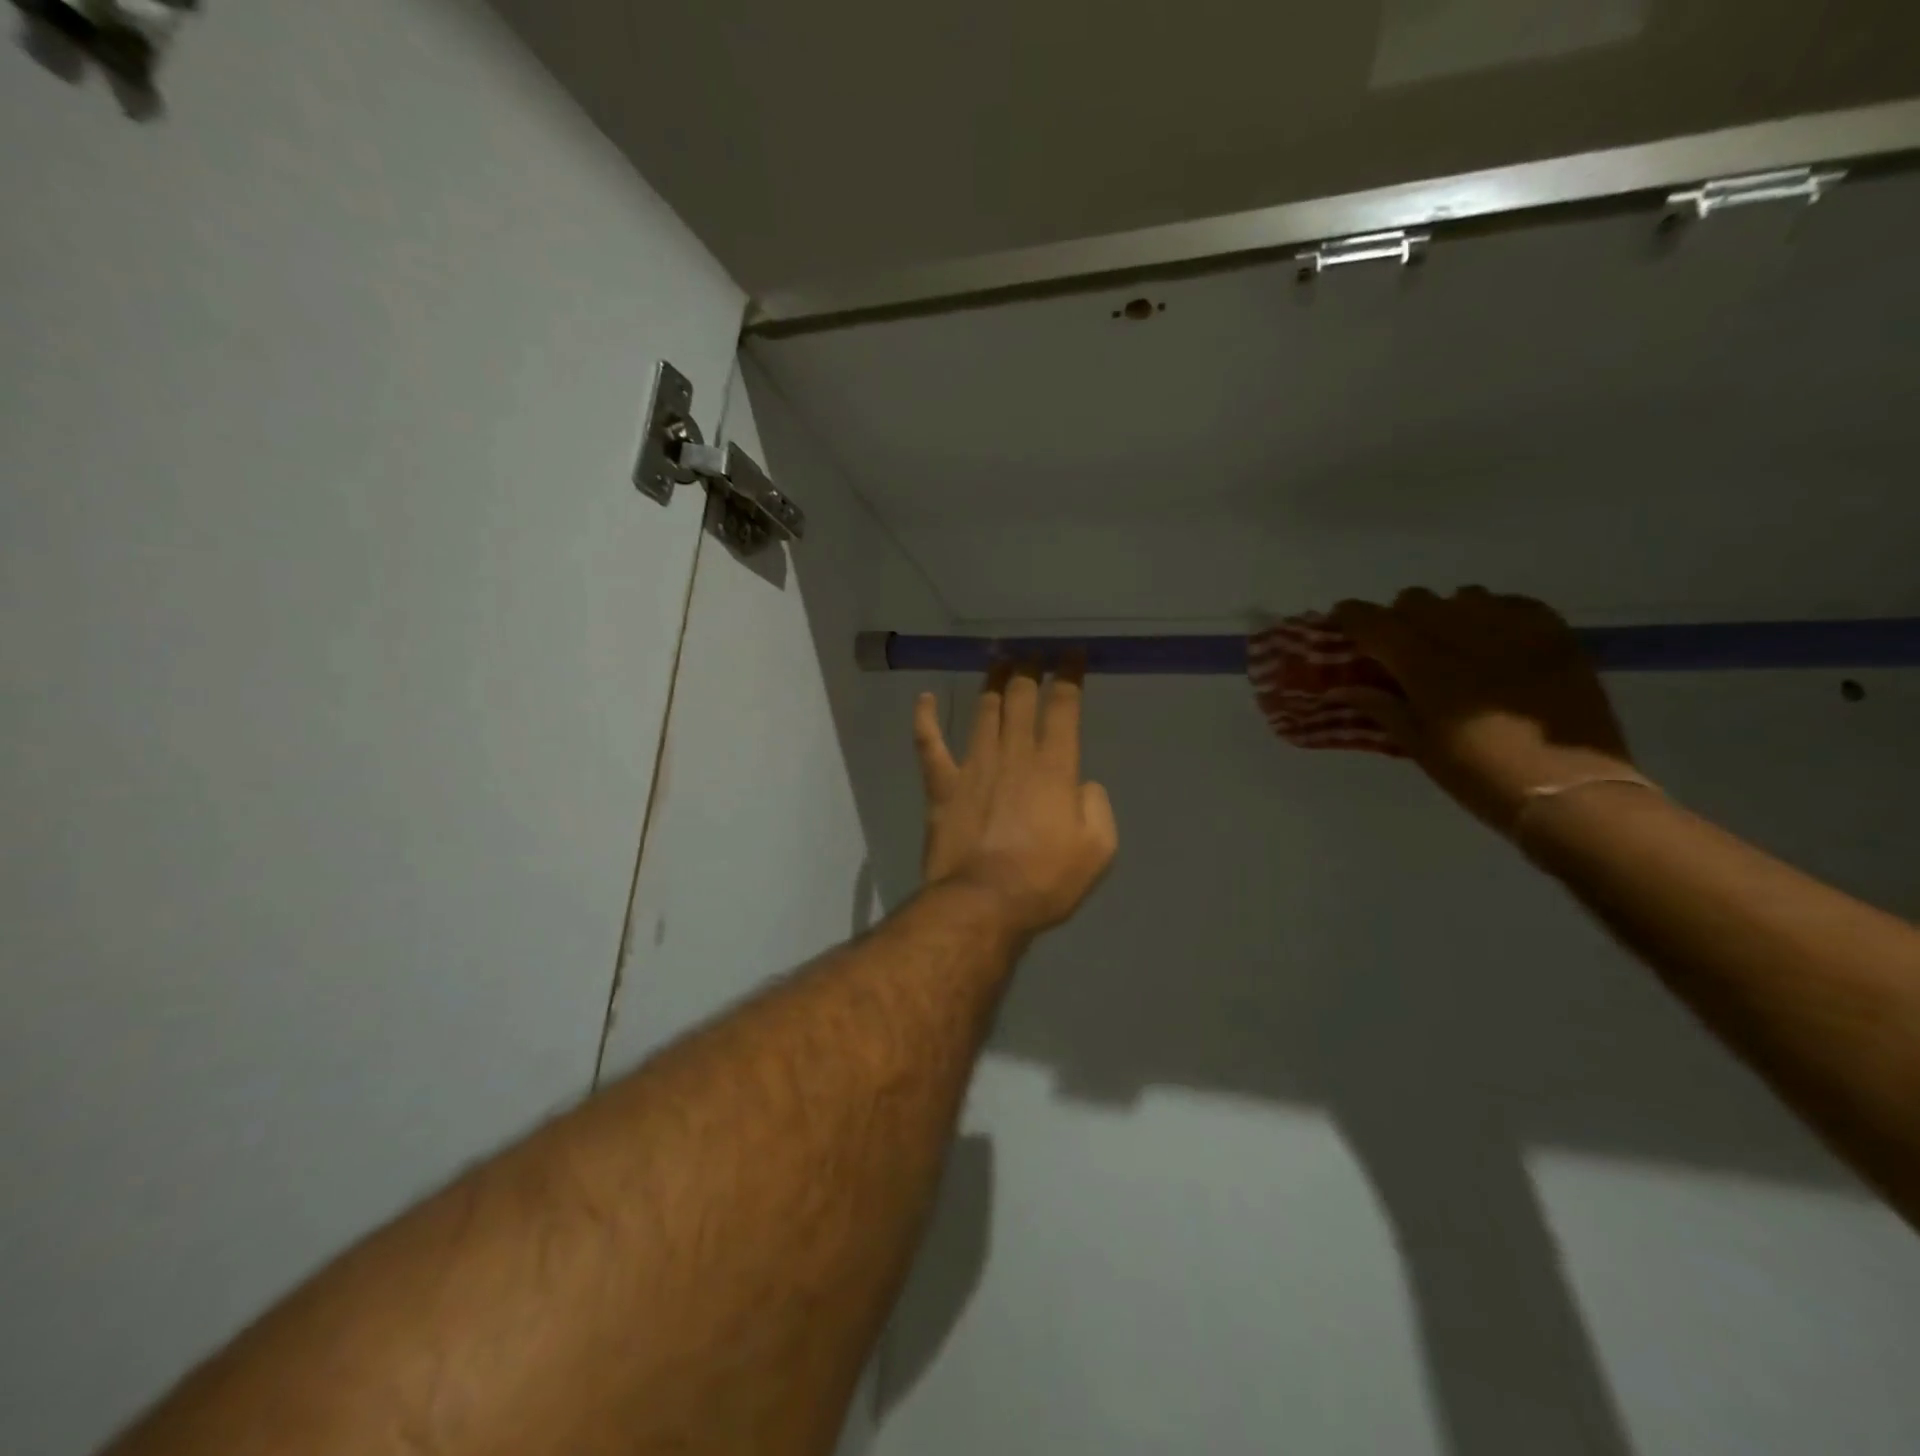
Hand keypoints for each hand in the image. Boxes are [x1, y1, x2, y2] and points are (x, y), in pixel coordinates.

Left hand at [914, 662, 1118, 937]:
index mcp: (1054, 767)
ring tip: (999, 661)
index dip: (1069, 676)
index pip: (1063, 707)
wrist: (983, 903)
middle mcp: (1014, 755)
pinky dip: (924, 718)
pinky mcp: (942, 786)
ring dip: (992, 682)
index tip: (1072, 655)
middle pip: (1021, 699)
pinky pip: (929, 744)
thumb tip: (1082, 785)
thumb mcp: (1098, 850)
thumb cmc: (1045, 880)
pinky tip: (923, 698)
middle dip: (1030, 670)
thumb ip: (1097, 808)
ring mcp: (973, 766)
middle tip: (1033, 653)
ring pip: (984, 711)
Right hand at [1333, 588, 1643, 834]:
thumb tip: (1345, 688)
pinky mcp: (1555, 636)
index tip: (1342, 621)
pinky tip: (1492, 636)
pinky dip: (1493, 613)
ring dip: (1445, 612)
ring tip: (1447, 639)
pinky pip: (1514, 603)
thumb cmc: (1479, 775)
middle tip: (1395, 643)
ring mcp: (1515, 632)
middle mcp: (1466, 637)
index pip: (1375, 623)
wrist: (1569, 791)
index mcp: (1425, 667)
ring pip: (1464, 596)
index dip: (1352, 617)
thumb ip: (1381, 708)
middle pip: (1417, 601)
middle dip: (1398, 617)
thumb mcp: (1419, 746)